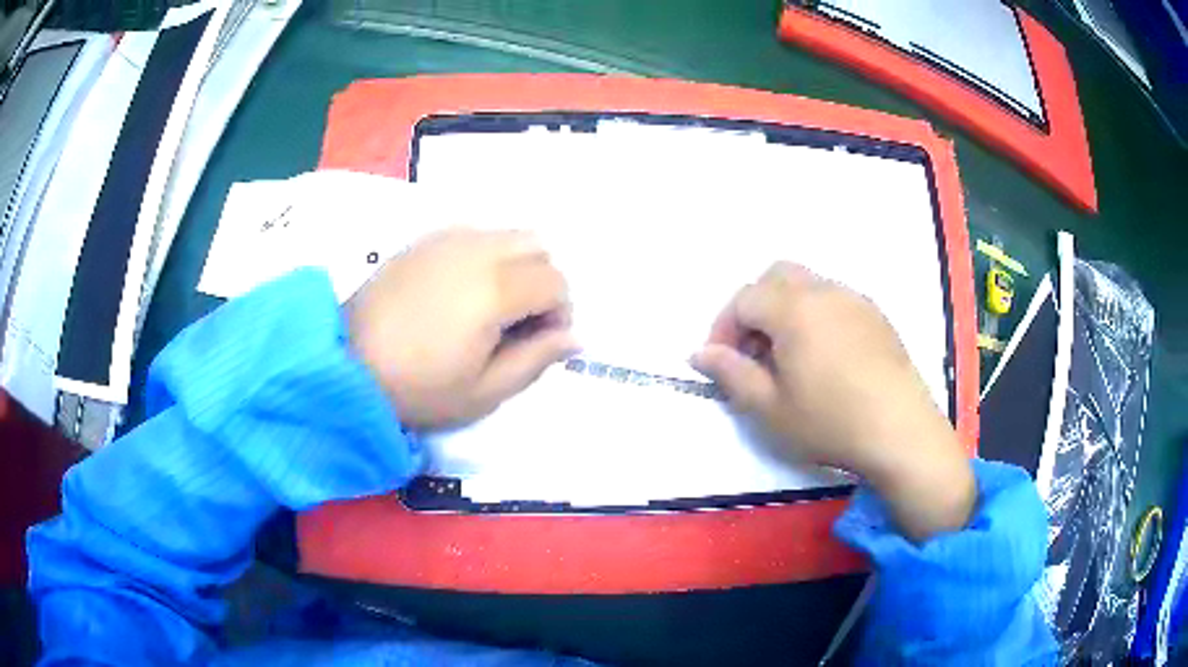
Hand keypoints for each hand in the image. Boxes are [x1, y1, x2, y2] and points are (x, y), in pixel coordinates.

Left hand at [347, 229, 578, 431]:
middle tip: (520, 323)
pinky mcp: (423, 240)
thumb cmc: (418, 388)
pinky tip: (462, 290)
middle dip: (543, 282)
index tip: (542, 342)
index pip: (555, 282)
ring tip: (493, 305)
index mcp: (494, 289)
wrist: (346, 365)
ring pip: (507, 234)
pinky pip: (474, 234)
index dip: (560, 312)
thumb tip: (576, 337)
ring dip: (516, 265)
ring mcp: (446, 239)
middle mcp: (476, 249)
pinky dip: (486, 255)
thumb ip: (537, 359)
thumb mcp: (485, 391)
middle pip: (537, 247)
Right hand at [691, 262, 974, 540]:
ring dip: (786, 310)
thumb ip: (730, 373)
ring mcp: (855, 300)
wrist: (900, 430)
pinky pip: (835, 300)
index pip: (744, 299)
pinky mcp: (877, 316)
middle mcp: (824, 291)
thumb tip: (699, 353)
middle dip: (755, 307)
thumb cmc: (829, 421)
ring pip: (808, 285)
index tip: (722, 363)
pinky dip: (816, 316)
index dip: (724, 328)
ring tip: (789, 358)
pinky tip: (825, 358)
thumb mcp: (769, 408)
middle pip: (776, 277)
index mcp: (793, 308)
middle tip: (754, 352)